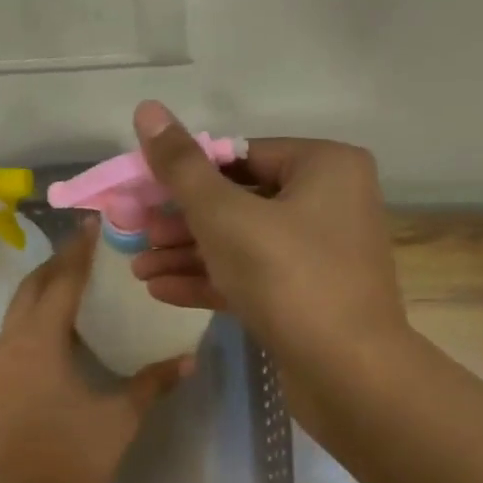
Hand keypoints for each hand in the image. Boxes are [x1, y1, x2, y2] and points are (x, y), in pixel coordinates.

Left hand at [0, 222, 190, 482]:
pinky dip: (36, 315)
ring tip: (77, 280)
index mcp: (40, 341)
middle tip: (89, 249)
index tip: (95, 225)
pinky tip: (62, 326)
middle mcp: (11, 342)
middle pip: (32, 287)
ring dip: (44, 288)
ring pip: (18, 308)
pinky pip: (15, 331)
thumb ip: (153, 382)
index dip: (80, 252)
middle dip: (58, 264)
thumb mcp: (120, 416)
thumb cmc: (74, 457)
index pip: (62, 282)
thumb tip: (188, 358)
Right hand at [126, 101, 409, 406]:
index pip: (241, 155)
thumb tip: (147, 109)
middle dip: (181, 222)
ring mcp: (320, 254)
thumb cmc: (288, 277)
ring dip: (188, 255)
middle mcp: (329, 203)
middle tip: (135, 233)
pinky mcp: (307, 297)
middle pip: (238, 201)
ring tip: (137, 268)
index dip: (186, 173)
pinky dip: (211, 281)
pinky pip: (253, 277)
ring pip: (241, 244)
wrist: (347, 373)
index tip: (143, 192)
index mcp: (325, 167)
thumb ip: (182, 167)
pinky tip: (161, 291)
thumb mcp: (225, 216)